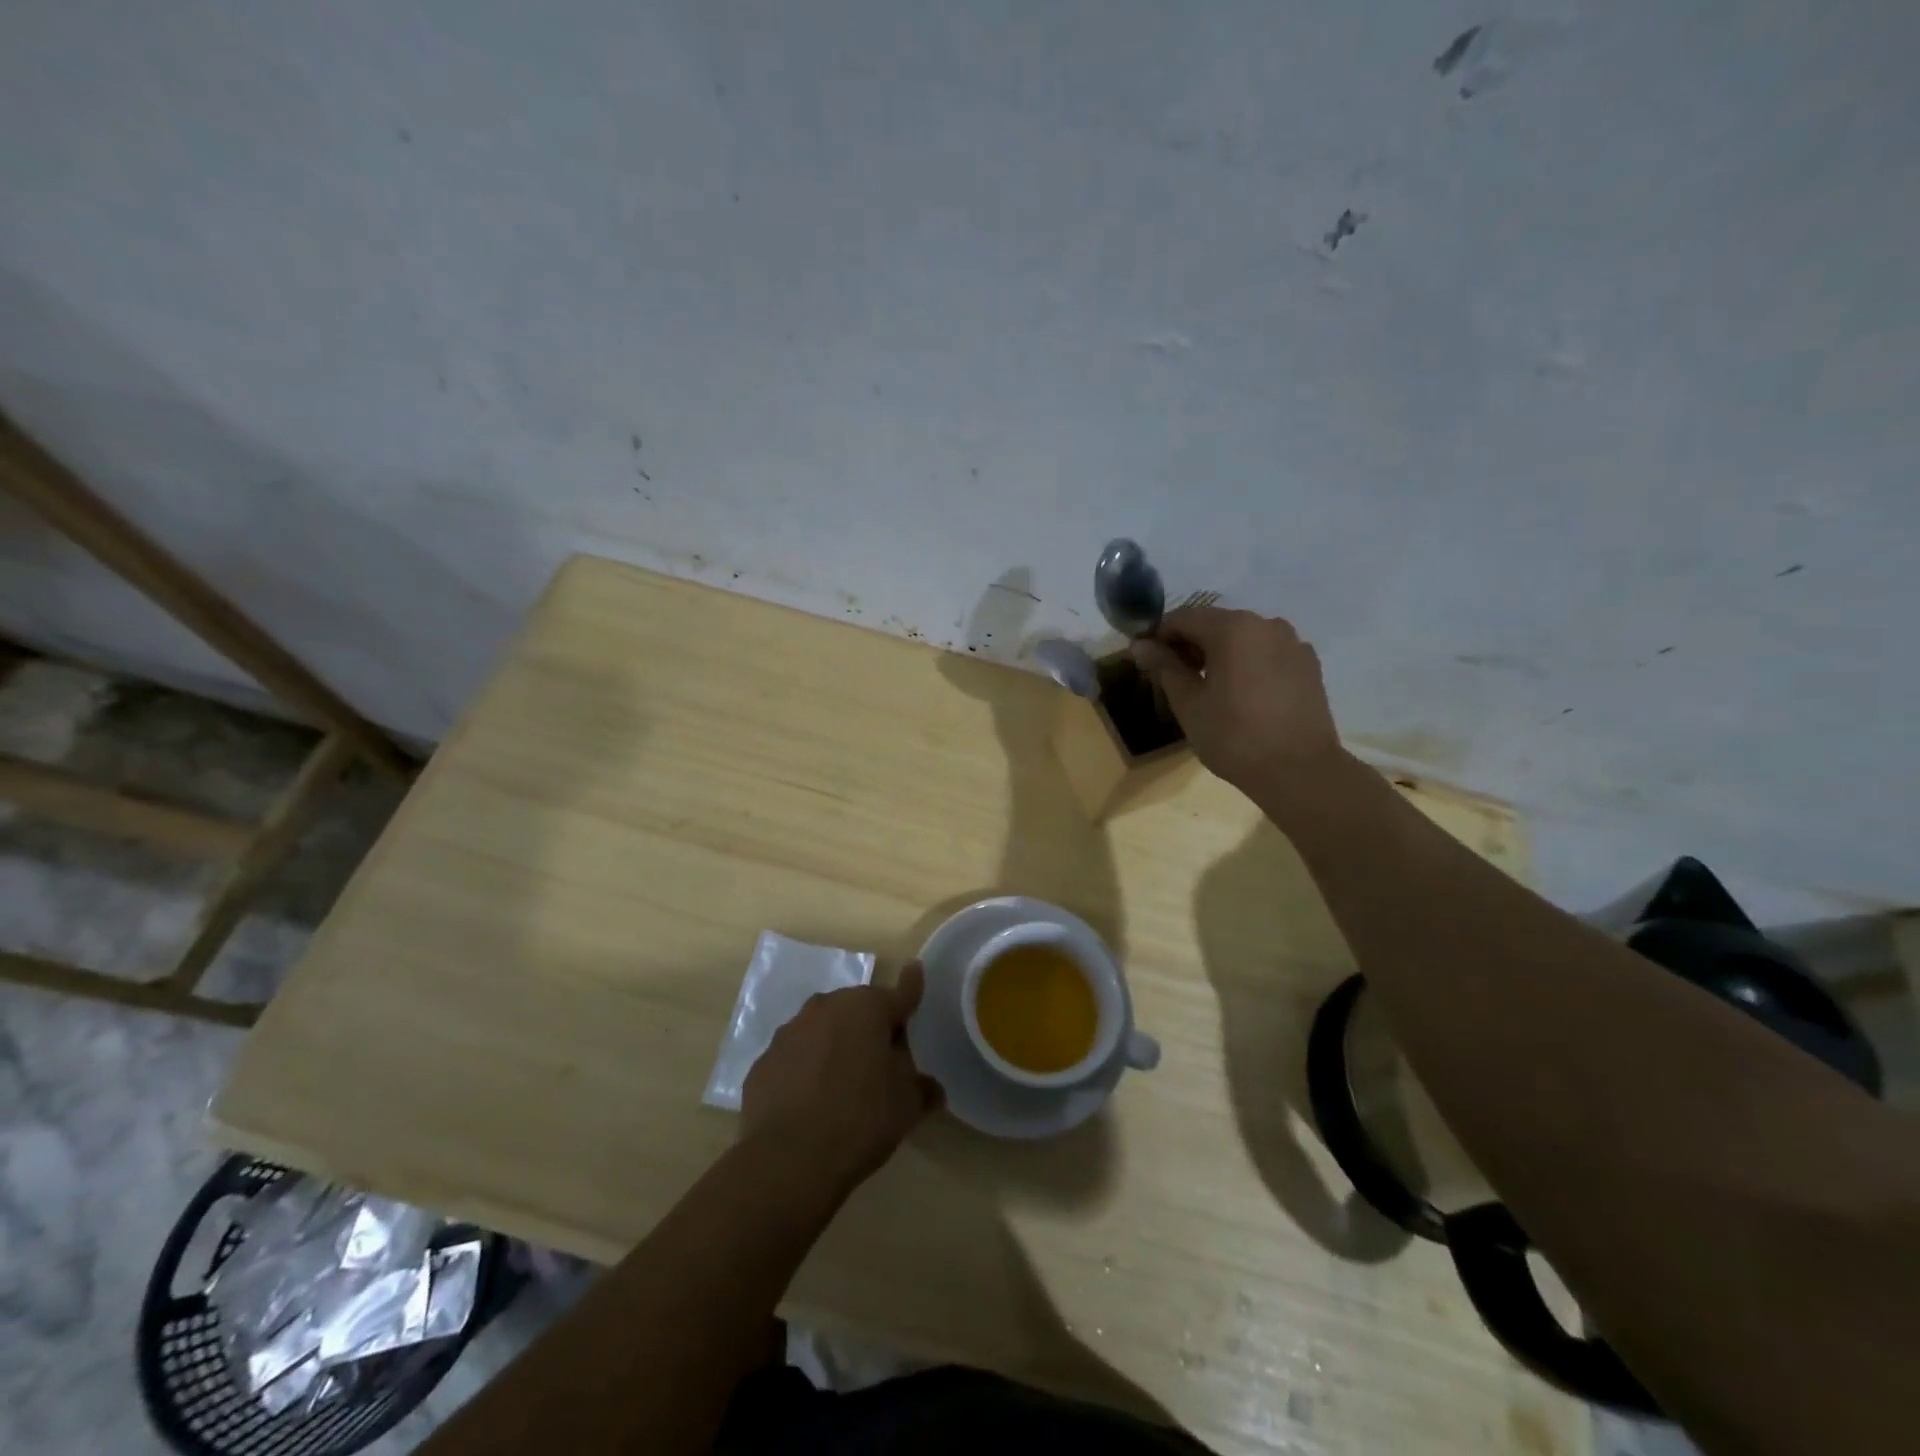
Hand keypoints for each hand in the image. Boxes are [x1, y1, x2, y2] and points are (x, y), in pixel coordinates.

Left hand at [740, 963, 941, 1188]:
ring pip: (824, 1029)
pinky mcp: (764, 1061)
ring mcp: (790, 1031)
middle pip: (859, 1010)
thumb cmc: (860, 1119)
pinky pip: (797, 1057)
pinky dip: (807, 1069)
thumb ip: (921, 1086)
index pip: (900, 994)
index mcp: (868, 1007)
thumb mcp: (907, 1105)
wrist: (786, 1160)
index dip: (911, 989)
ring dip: (837, 1045)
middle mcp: (827, 1006)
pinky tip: (812, 1101)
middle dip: (872, 1028)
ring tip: (844, 1084)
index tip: (916, 974)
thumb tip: (930, 1087)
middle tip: (883, 1063)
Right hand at [1131, 606, 1342, 800]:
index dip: (1158, 635)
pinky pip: (1267, 654)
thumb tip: (1140, 645)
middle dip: (1189, 644)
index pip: (1183, 618)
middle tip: (1170, 676)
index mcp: (1233, 628)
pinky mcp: (1308, 665)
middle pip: (1215, 624)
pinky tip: (1240, 693)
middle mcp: (1266, 624)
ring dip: (1219, 653)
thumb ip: (1164, 667)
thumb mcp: (1188, 703)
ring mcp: (1292, 643)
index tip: (1143, 658)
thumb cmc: (1234, 736)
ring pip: (1243, 638)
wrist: (1300, 771)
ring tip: (1205, 686)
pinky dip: (1247, 663)